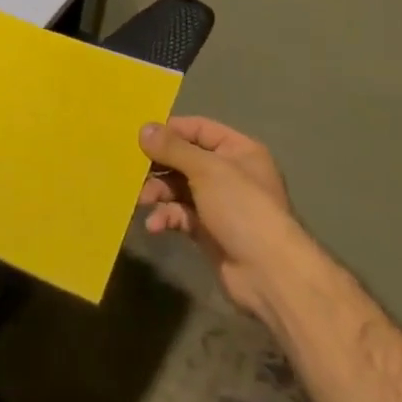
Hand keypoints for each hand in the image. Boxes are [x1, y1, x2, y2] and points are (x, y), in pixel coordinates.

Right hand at [137, 116, 307, 320]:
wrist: (269, 273)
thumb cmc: (242, 209)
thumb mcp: (207, 170)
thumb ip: (174, 148)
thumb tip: (144, 128)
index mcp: (238, 151)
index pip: (198, 129)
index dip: (170, 131)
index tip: (138, 136)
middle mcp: (230, 173)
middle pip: (185, 159)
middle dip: (159, 166)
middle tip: (132, 171)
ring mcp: (219, 203)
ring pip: (179, 188)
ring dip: (158, 193)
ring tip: (142, 201)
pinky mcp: (209, 230)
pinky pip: (181, 215)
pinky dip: (166, 217)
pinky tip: (155, 226)